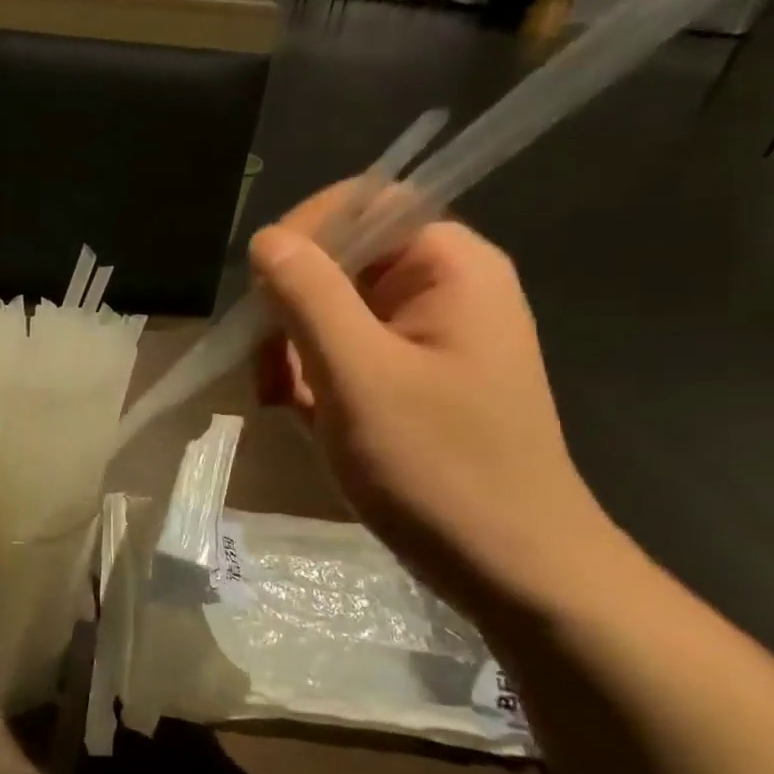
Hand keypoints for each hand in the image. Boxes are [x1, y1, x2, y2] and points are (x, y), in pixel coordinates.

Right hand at [248, 183, 614, 614]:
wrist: (511, 570)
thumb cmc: (439, 467)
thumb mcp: (358, 375)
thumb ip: (309, 296)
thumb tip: (266, 238)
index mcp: (449, 267)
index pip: (365, 203)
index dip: (305, 233)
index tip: (261, 293)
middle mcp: (441, 290)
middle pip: (340, 261)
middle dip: (290, 310)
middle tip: (268, 371)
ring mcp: (425, 339)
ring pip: (331, 313)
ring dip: (293, 352)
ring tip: (282, 404)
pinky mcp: (410, 381)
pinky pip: (343, 355)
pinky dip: (312, 380)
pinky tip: (303, 419)